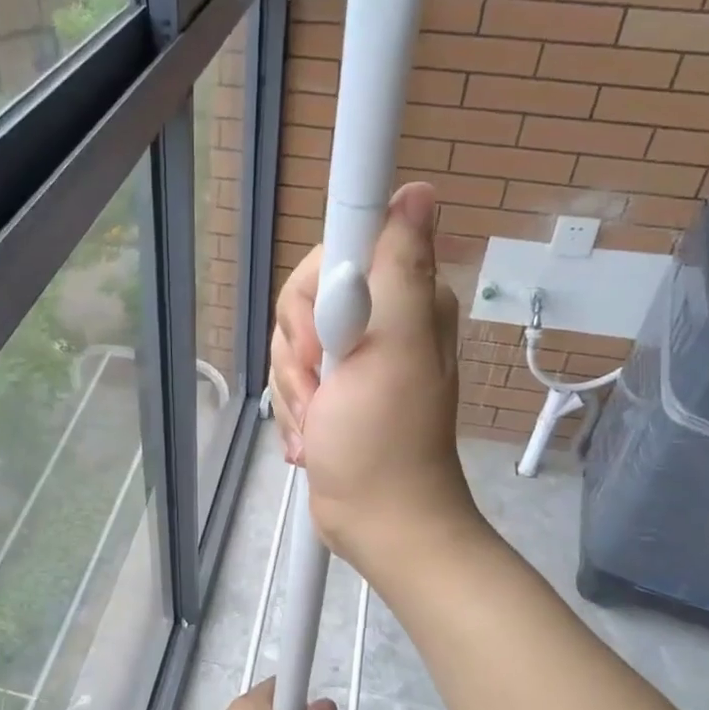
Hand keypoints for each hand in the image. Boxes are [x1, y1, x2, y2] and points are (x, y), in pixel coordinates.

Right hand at [269, 182, 481, 582]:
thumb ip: (399, 266)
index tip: (324, 338)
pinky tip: (314, 436)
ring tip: (321, 421)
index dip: (315, 291)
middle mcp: (378, 317)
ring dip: (295, 389)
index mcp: (402, 297)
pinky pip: (289, 376)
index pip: (336, 250)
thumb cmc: (383, 438)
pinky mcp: (330, 388)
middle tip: (323, 388)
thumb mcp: (393, 347)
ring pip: (289, 341)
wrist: (376, 518)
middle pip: (303, 297)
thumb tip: (420, 191)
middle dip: (299, 350)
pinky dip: (294, 409)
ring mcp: (351, 355)